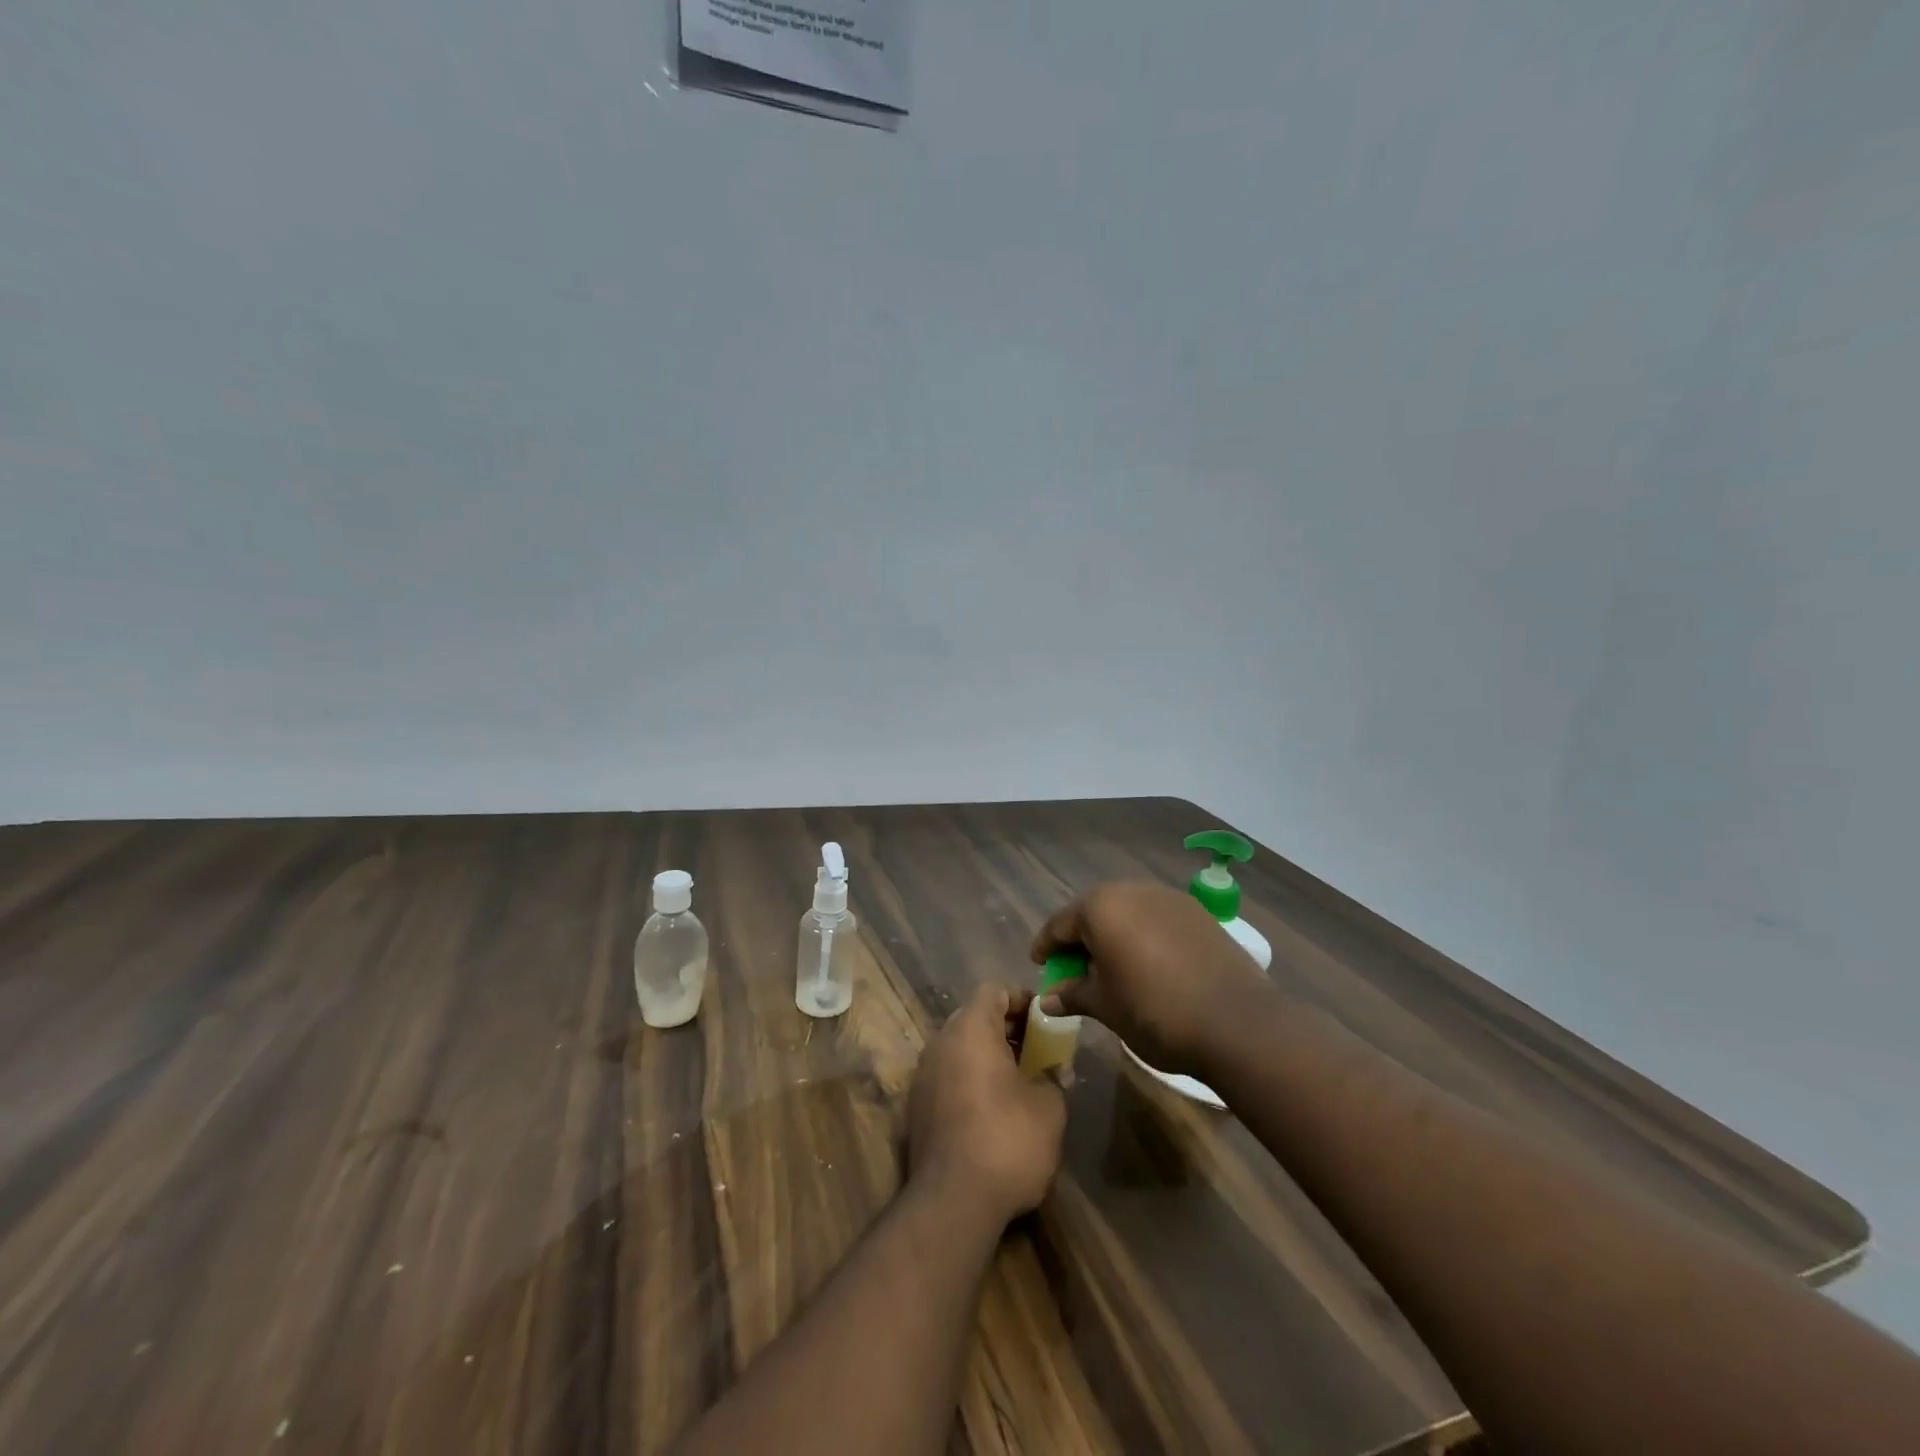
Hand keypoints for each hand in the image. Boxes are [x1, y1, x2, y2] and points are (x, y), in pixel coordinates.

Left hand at [908, 984, 1066, 1224]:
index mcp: (970, 1029)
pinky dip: (970, 1079)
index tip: (1044, 1017)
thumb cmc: (1007, 1140)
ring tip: (1020, 1079)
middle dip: (1006, 1028)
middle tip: (1037, 1048)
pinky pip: (947, 1076)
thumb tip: (1056, 1071)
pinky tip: (994, 1108)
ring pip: (959, 1048)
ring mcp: (923, 1075)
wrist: (952, 1202)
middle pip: (973, 1017)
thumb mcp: (1048, 1108)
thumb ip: (1053, 1079)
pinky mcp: (916, 1107)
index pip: (993, 991)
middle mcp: (940, 1042)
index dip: (1021, 998)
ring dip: (987, 1055)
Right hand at [1030, 880, 1269, 1076]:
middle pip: (1094, 912)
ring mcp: (1168, 898)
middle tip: (1074, 968)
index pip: (1060, 924)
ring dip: (1114, 935)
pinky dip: (1143, 936)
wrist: (1237, 1022)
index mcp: (1100, 907)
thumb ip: (1073, 994)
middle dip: (1081, 938)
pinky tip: (1148, 963)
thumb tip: (1047, 999)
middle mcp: (1132, 890)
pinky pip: (1156, 918)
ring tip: (1112, 967)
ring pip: (1127, 912)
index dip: (1046, 946)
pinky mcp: (1197, 912)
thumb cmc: (1155, 1012)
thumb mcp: (1105, 1006)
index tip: (1039, 963)